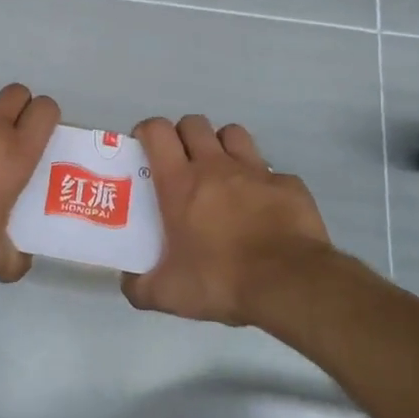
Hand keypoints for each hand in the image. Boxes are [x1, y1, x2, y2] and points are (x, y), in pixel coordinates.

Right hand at [124, 115, 336, 326]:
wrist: (290, 284)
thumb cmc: (221, 280)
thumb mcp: (169, 294)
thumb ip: (140, 287)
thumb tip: (128, 283)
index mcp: (180, 183)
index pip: (157, 131)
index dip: (148, 131)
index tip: (146, 149)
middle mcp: (215, 165)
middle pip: (194, 123)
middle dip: (184, 136)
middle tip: (182, 164)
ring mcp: (255, 171)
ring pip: (233, 134)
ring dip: (223, 146)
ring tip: (222, 174)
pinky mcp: (288, 184)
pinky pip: (272, 172)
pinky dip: (264, 183)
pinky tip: (264, 207)